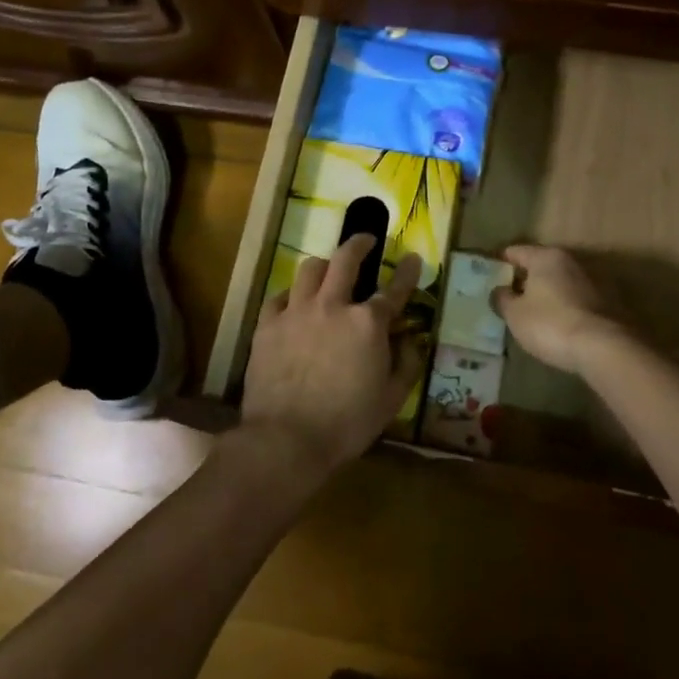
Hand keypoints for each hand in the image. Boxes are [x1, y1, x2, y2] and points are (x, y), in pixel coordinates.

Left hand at [239, 235, 427, 482]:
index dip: (406, 271)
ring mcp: (296, 312)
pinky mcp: (267, 325)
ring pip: (309, 269)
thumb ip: (406, 364)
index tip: (411, 257)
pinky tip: (293, 303)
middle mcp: (332, 306)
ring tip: (327, 270)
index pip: (394, 288)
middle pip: (346, 259)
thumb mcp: (392, 399)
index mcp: (367, 323)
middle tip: (366, 239)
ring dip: (323, 265)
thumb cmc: (347, 423)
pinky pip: (278, 296)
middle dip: (359, 243)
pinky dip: (291, 295)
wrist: (286, 439)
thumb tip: (411, 341)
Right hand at [492, 244, 626, 374]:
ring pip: (558, 283)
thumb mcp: (515, 314)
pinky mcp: (605, 303)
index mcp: (546, 257)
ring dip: (545, 294)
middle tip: (507, 297)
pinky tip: (554, 325)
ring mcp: (591, 281)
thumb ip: (502, 298)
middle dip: (523, 279)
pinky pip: (573, 300)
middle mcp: (570, 262)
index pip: (515, 251)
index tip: (488, 276)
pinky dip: (562, 307)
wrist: (603, 348)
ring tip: (530, 314)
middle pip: (539, 265)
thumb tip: (500, 290)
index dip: (499, 262)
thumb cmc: (550, 324)